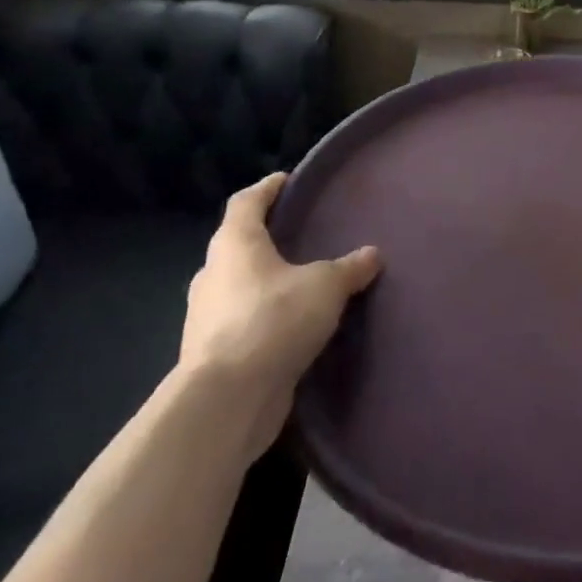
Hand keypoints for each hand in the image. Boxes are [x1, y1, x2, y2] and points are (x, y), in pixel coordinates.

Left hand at [178, 173, 379, 458]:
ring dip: (266, 283)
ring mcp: (208, 317)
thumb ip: (350, 268)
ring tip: (304, 283)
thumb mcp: (325, 286)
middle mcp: (213, 274)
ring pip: (239, 286)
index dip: (267, 188)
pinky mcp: (214, 354)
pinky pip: (243, 323)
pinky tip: (293, 327)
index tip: (288, 181)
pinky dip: (265, 319)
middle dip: (267, 239)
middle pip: (238, 244)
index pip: (246, 202)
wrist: (227, 400)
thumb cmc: (273, 320)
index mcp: (234, 244)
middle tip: (303, 235)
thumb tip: (373, 253)